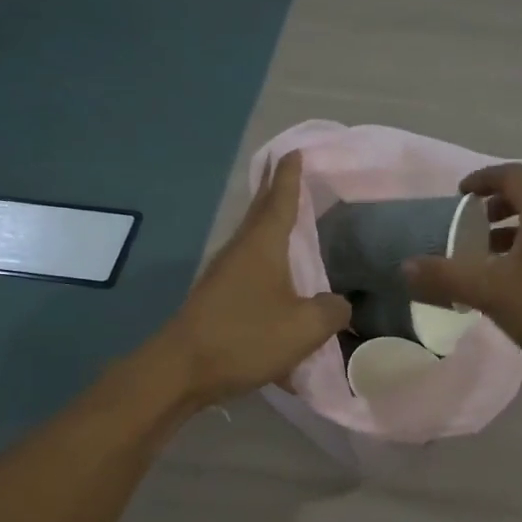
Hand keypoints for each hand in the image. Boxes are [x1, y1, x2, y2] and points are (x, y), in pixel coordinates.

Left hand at [161, 152, 350, 404]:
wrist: (182, 370)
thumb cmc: (245, 337)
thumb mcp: (304, 327)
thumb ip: (332, 311)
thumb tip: (340, 304)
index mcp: (262, 245)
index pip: (281, 198)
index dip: (291, 175)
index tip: (296, 151)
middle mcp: (241, 250)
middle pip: (261, 212)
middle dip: (277, 191)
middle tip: (293, 173)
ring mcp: (224, 273)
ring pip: (253, 239)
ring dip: (271, 226)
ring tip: (292, 221)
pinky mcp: (217, 296)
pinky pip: (249, 267)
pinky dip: (267, 259)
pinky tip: (278, 277)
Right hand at [403, 163, 521, 384]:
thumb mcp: (490, 291)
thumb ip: (445, 276)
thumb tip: (405, 267)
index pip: (512, 175)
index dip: (482, 178)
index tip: (458, 194)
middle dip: (494, 202)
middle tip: (468, 220)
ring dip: (508, 227)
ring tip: (482, 251)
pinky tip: (506, 280)